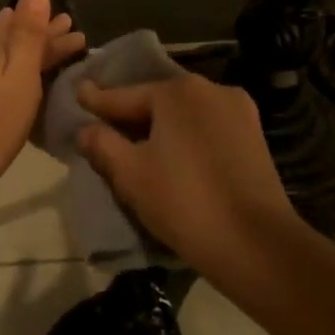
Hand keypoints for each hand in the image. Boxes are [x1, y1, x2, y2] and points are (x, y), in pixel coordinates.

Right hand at [74, 74, 299, 284]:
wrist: (256, 244)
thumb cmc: (183, 201)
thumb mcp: (129, 173)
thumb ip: (102, 144)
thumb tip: (86, 130)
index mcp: (178, 91)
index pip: (124, 95)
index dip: (97, 101)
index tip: (77, 93)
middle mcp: (211, 90)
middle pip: (157, 101)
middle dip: (130, 115)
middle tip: (103, 127)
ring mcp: (239, 112)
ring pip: (184, 116)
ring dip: (160, 128)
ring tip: (136, 145)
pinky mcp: (254, 138)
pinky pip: (206, 130)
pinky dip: (185, 139)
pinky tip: (172, 157)